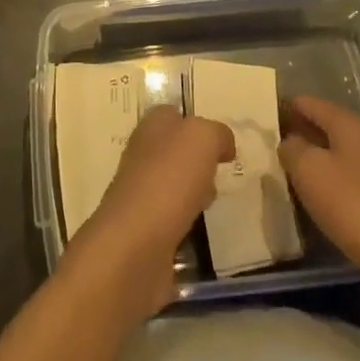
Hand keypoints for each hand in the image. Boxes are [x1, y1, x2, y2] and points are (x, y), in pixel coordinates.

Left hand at [60, 105, 233, 318]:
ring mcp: (141, 192)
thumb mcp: (202, 138)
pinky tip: (200, 229)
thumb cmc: (169, 179)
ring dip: (194, 192)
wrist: (135, 245)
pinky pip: (173, 218)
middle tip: (222, 173)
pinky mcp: (144, 229)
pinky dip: (187, 222)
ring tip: (213, 203)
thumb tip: (223, 145)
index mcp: (152, 126)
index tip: (223, 145)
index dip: (198, 124)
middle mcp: (142, 154)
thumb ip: (216, 133)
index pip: (175, 114)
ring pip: (175, 184)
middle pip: (176, 150)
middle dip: (199, 161)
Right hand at [278, 94, 359, 284]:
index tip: (266, 117)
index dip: (288, 107)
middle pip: (327, 127)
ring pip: (339, 154)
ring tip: (293, 171)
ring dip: (317, 158)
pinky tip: (321, 197)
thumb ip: (292, 148)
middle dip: (302, 132)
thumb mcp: (308, 170)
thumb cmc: (351, 204)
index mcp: (348, 124)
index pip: (311, 103)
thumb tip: (290, 142)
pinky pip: (350, 179)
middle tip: (275, 144)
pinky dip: (332, 181)